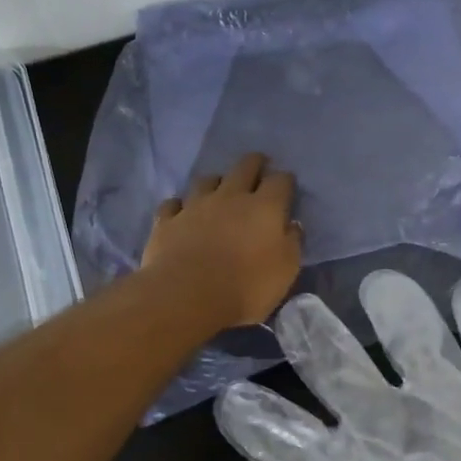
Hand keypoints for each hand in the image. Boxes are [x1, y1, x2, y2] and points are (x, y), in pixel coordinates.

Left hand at [141, 152, 301, 327]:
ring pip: (206, 180)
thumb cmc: (247, 287)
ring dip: (216, 182)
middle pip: (244, 167)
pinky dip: (180, 206)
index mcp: (264, 207)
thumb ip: (292, 243)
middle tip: (259, 166)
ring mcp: (195, 205)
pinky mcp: (167, 221)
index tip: (287, 185)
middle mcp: (230, 197)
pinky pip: (173, 204)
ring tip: (219, 189)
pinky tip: (182, 212)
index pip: (280, 181)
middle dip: (255, 163)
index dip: (285, 180)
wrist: (188, 296)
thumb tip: (292, 225)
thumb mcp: (286, 271)